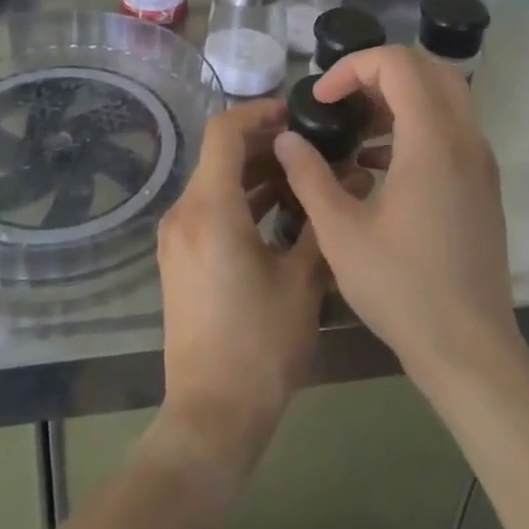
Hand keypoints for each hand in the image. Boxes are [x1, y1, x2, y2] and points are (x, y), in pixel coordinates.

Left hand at [155, 98, 331, 479]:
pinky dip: (241, 198)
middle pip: (220, 154)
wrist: (210, 416)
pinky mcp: (179, 257)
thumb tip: (351, 178)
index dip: (258, 112)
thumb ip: (321, 221)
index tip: (295, 112)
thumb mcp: (302, 282)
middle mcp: (184, 212)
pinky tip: (279, 210)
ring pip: (215, 181)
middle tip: (310, 145)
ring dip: (254, 172)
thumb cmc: (260, 346)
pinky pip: (209, 207)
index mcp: (210, 208)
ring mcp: (177, 236)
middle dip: (264, 143)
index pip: (225, 131)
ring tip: (302, 174)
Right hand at [274, 46, 521, 389]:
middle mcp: (464, 139)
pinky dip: (415, 124)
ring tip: (354, 132)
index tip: (322, 100)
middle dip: (377, 72)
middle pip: (427, 67)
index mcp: (431, 141)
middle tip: (341, 100)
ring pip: (443, 95)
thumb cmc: (402, 289)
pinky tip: (377, 165)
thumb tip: (287, 137)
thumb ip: (309, 175)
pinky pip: (450, 127)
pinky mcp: (482, 184)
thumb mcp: (339, 232)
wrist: (471, 352)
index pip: (397, 63)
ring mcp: (479, 161)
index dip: (352, 67)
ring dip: (397, 97)